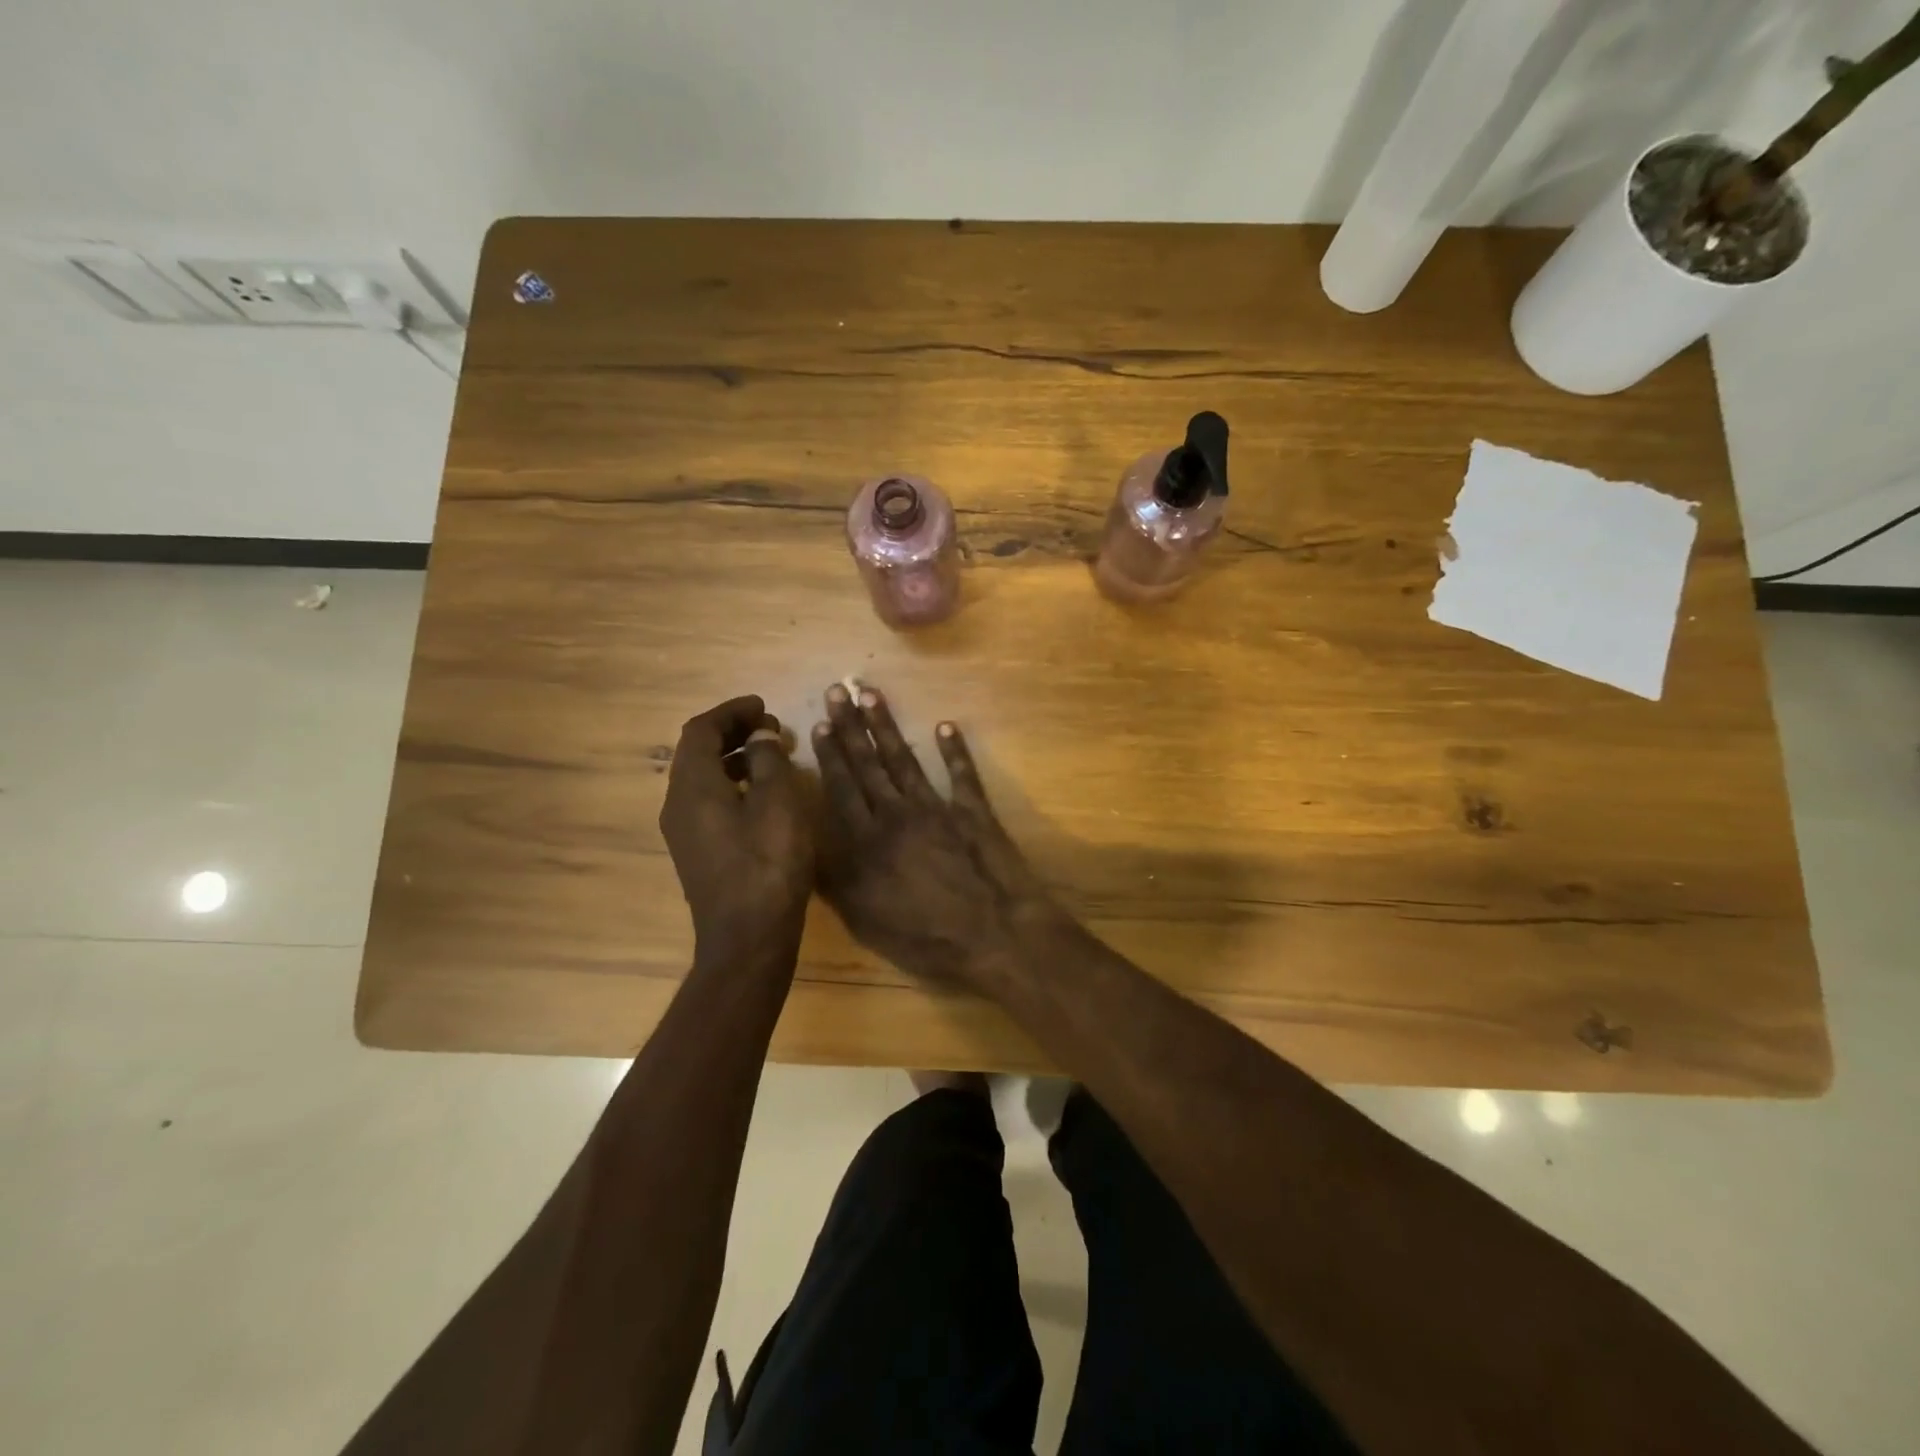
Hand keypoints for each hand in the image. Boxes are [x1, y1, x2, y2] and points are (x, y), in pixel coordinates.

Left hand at [660, 695, 812, 966]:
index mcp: (693, 786)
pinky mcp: (696, 852)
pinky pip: (707, 802)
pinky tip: (763, 795)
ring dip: (733, 758)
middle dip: (732, 732)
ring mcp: (683, 832)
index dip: (731, 712)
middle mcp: (677, 804)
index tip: (764, 706)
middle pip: (696, 752)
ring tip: (772, 756)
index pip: (700, 730)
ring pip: (702, 778)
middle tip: (771, 728)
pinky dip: (731, 784)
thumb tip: (760, 736)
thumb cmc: (768, 864)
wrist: (748, 938)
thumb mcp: (778, 802)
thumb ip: (768, 760)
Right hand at [813, 683, 1063, 989]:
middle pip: (869, 764)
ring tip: (872, 695)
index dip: (830, 755)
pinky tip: (946, 726)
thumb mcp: (864, 919)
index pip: (842, 788)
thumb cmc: (924, 937)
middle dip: (851, 726)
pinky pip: (962, 774)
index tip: (820, 723)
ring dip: (887, 726)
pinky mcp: (974, 812)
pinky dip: (955, 750)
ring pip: (906, 760)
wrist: (993, 934)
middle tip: (838, 690)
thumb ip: (834, 880)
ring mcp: (938, 808)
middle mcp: (898, 814)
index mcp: (868, 840)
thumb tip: (805, 846)